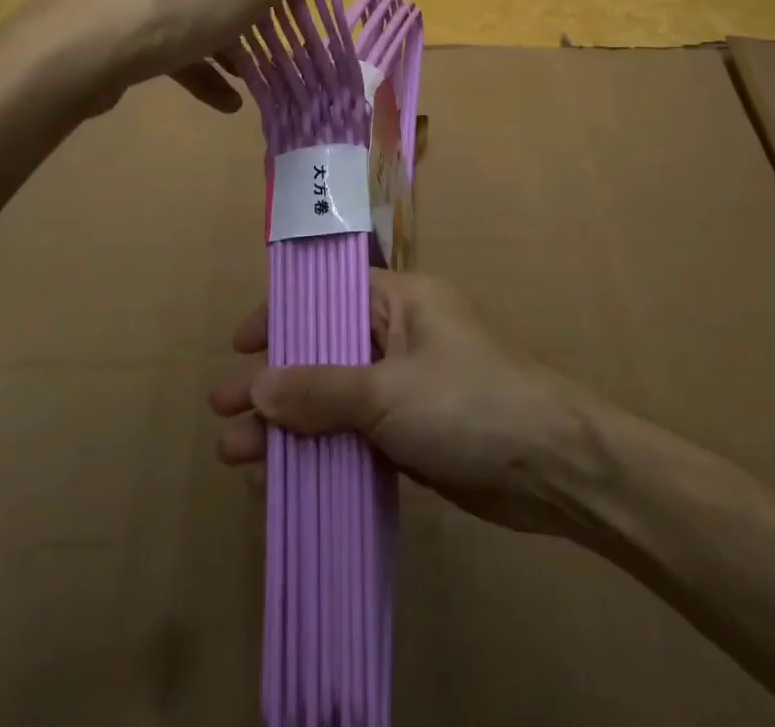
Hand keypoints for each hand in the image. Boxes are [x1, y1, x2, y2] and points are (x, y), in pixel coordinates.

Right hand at [210, 269, 600, 535]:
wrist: (554, 469)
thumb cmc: (469, 403)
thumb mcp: (388, 391)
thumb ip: (320, 389)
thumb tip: (256, 386)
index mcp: (400, 300)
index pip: (328, 296)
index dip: (282, 317)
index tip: (239, 345)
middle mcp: (400, 335)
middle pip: (324, 352)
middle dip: (274, 383)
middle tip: (221, 412)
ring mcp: (407, 387)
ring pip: (335, 399)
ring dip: (290, 425)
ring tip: (236, 456)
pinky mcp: (414, 434)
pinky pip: (355, 435)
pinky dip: (322, 452)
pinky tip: (285, 479)